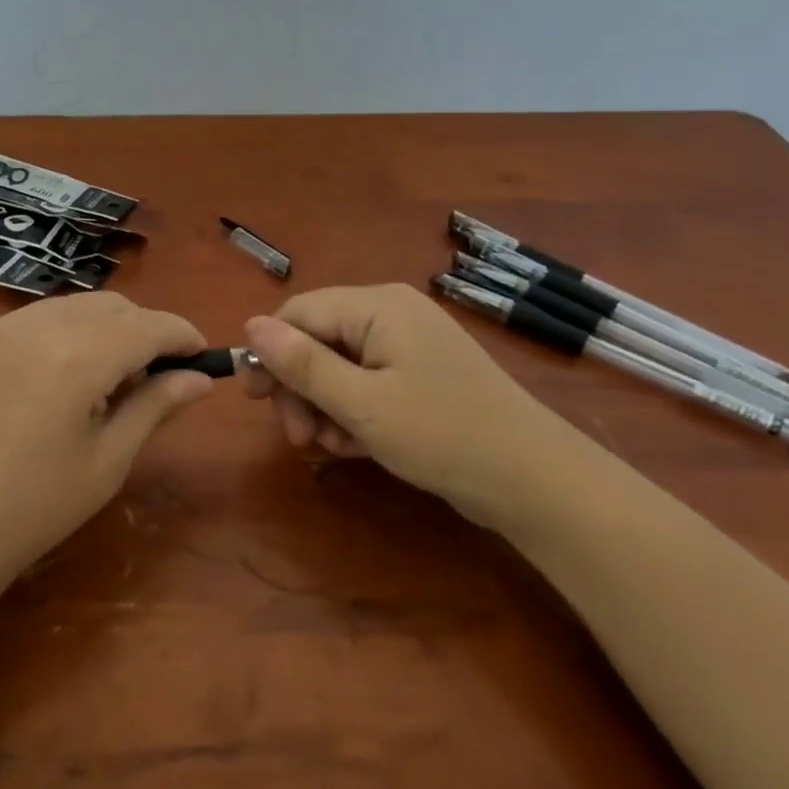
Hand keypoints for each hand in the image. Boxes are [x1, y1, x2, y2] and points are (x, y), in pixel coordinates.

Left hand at [0, 293, 212, 593]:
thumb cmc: (34, 508)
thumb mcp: (107, 462)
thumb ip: (155, 407)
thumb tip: (200, 379)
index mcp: (76, 358)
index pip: (147, 326)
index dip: (182, 335)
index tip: (202, 356)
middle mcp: (39, 326)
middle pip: (113, 307)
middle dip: (145, 330)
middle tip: (155, 377)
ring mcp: (2, 327)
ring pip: (76, 305)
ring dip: (107, 327)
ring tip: (108, 378)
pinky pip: (40, 316)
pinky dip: (67, 331)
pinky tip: (63, 375)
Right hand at [243, 284, 595, 530]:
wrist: (538, 482)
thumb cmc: (443, 435)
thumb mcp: (362, 403)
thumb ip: (303, 364)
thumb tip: (250, 325)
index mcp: (377, 306)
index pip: (299, 312)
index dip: (270, 352)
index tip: (255, 401)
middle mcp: (391, 313)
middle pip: (317, 338)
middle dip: (299, 387)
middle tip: (298, 438)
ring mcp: (409, 344)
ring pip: (339, 365)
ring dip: (323, 405)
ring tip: (331, 447)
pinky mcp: (421, 374)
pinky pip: (367, 382)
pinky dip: (352, 411)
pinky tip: (356, 446)